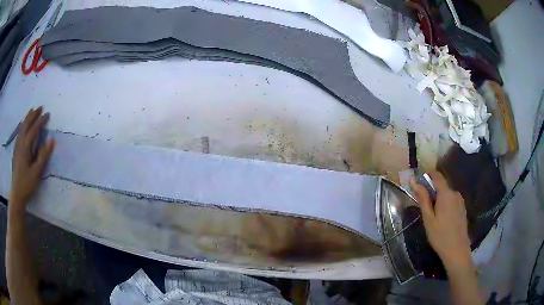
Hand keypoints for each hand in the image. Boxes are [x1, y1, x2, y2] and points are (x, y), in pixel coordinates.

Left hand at [10, 107, 54, 213]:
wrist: (17, 193)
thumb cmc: (27, 183)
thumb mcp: (36, 172)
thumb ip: (43, 156)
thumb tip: (52, 140)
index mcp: (26, 146)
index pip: (34, 129)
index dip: (41, 121)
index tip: (48, 114)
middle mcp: (20, 142)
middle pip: (26, 124)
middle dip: (33, 115)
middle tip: (40, 107)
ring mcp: (17, 146)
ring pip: (22, 127)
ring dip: (28, 118)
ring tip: (32, 111)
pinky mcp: (16, 150)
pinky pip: (19, 132)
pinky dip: (23, 125)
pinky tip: (24, 125)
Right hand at [411, 171, 471, 271]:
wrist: (457, 250)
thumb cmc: (440, 236)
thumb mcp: (428, 219)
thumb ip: (423, 199)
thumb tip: (415, 182)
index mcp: (446, 194)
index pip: (436, 175)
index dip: (427, 176)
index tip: (418, 184)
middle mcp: (455, 193)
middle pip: (441, 185)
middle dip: (431, 191)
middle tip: (423, 207)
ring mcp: (460, 200)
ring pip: (446, 194)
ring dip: (438, 199)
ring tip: (432, 216)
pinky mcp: (462, 208)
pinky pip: (451, 200)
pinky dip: (445, 204)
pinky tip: (442, 220)